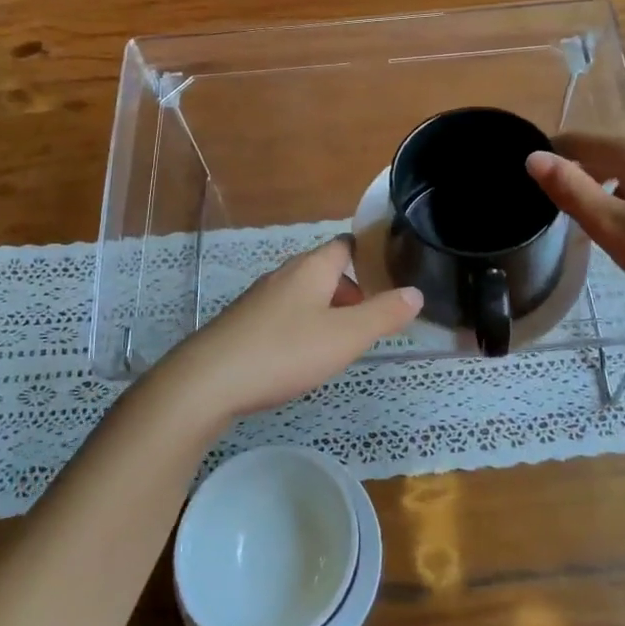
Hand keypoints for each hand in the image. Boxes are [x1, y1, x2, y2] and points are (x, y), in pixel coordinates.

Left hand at [150, 237, 421, 419]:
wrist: (209, 380)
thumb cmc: (285, 351)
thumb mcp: (345, 336)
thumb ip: (383, 315)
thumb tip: (415, 292)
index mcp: (312, 268)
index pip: (346, 245)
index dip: (370, 255)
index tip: (392, 273)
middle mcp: (284, 275)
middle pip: (325, 270)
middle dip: (351, 290)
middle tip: (372, 319)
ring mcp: (260, 299)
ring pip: (304, 294)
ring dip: (327, 311)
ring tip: (344, 341)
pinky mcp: (244, 323)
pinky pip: (284, 315)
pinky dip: (302, 326)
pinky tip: (303, 357)